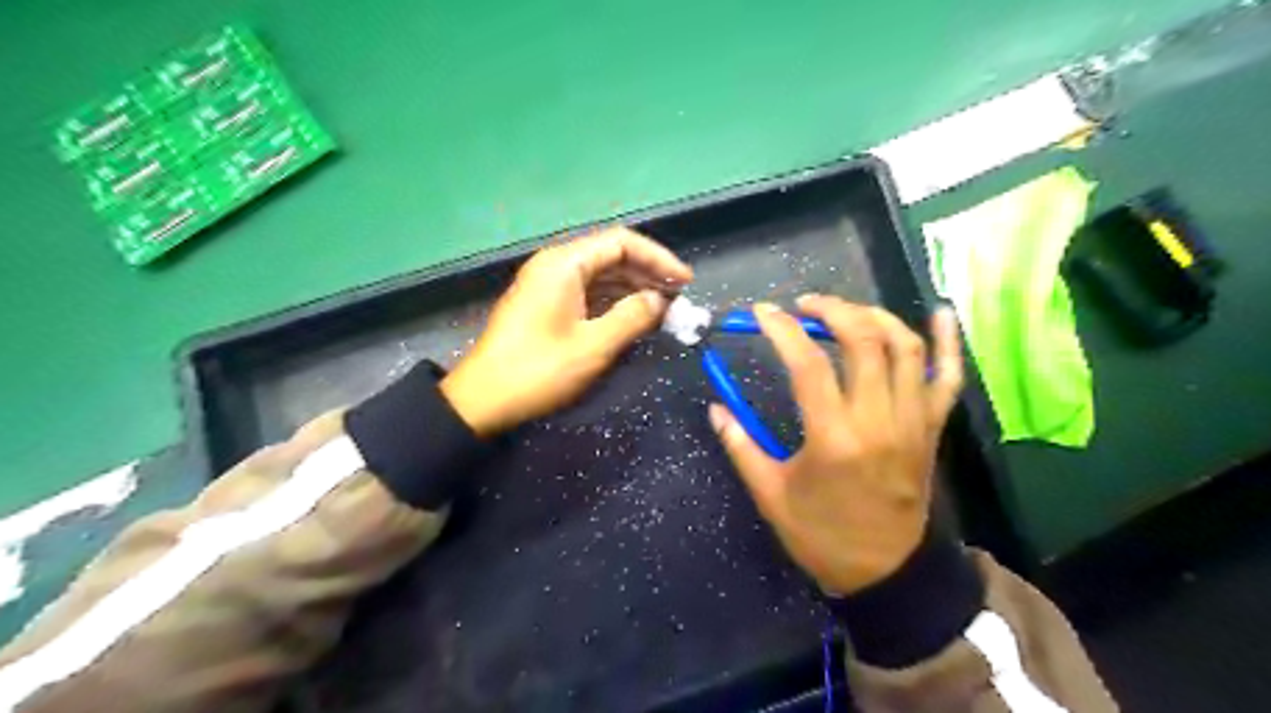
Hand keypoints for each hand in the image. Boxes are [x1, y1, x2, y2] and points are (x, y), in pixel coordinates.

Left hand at [440, 229, 692, 437]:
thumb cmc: (539, 370)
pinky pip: (590, 293)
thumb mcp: (593, 346)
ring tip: (664, 309)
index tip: (685, 281)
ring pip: (602, 275)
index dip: (658, 258)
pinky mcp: (548, 305)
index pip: (622, 242)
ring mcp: (550, 285)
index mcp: (565, 264)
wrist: (483, 400)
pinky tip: (635, 317)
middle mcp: (557, 265)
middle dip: (648, 273)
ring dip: (634, 289)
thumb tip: (660, 300)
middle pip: (612, 255)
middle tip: (679, 298)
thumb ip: (633, 317)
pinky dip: (615, 302)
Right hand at [706, 294, 964, 594]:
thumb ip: (741, 446)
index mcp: (834, 438)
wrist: (886, 572)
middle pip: (863, 341)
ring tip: (846, 311)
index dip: (783, 330)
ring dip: (875, 317)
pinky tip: (941, 311)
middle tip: (805, 305)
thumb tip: (716, 409)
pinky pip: (949, 378)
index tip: (763, 312)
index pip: (809, 364)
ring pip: (906, 348)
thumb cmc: (822, 535)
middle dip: (832, 309)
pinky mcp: (931, 429)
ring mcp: (912, 421)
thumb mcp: (771, 495)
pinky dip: (948, 342)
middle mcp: (879, 420)